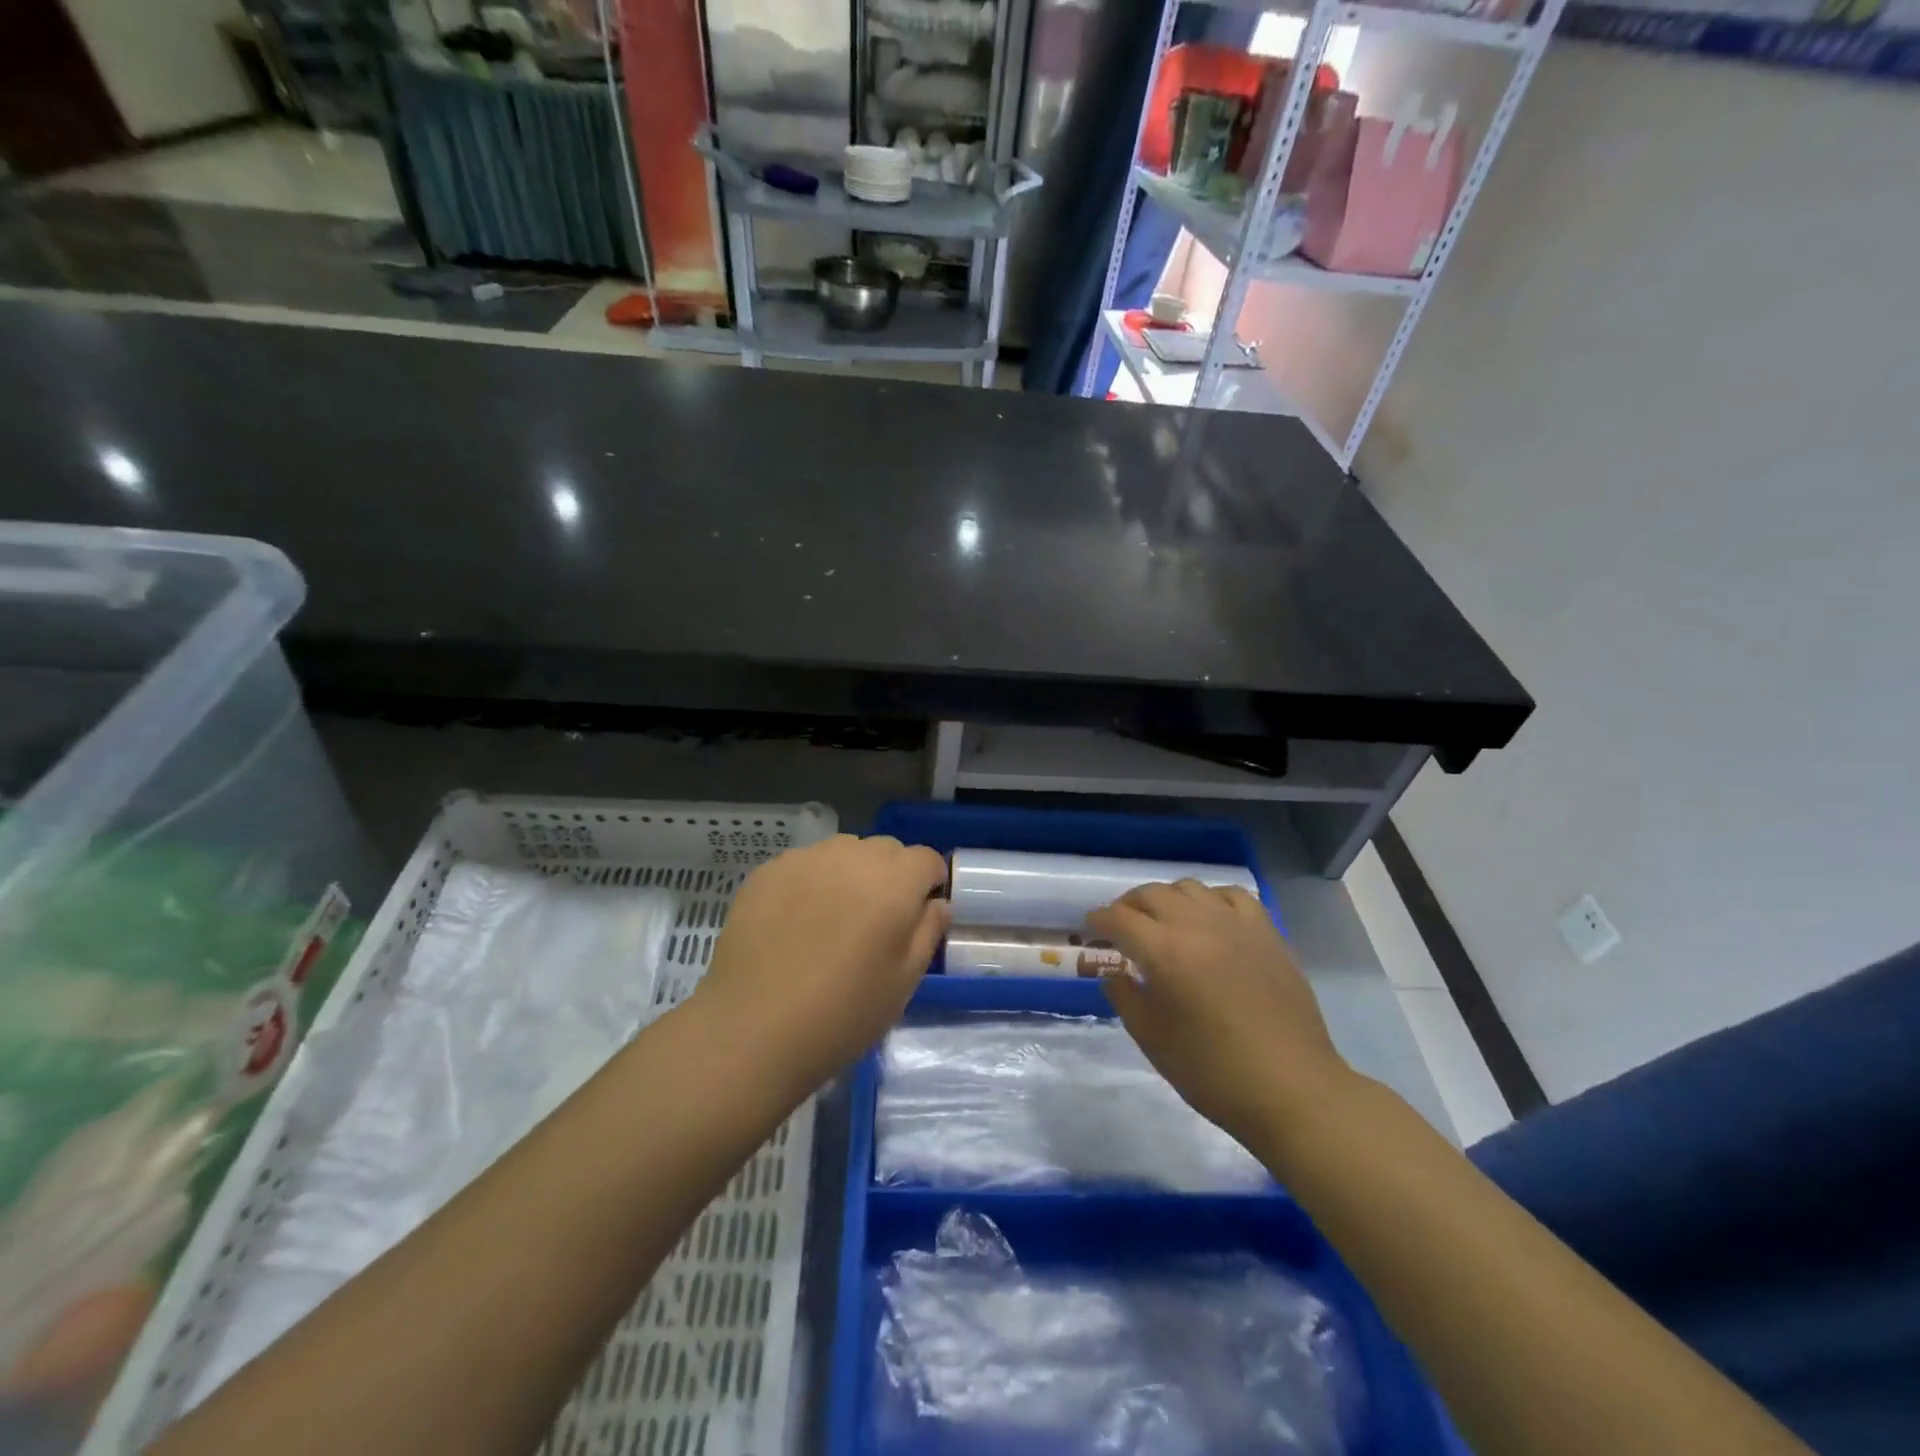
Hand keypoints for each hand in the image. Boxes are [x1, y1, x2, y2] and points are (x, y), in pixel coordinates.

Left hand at [694, 834, 949, 1092]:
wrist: (752, 1029)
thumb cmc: (842, 1013)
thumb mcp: (904, 982)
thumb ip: (928, 932)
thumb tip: (935, 904)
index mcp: (894, 881)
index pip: (926, 859)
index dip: (929, 884)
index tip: (919, 914)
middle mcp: (851, 856)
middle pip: (885, 850)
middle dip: (891, 876)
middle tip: (876, 921)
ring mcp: (805, 859)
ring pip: (843, 851)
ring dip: (850, 873)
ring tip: (834, 918)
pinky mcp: (767, 872)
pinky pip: (804, 865)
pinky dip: (811, 882)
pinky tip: (795, 922)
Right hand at [1089, 880, 1350, 1149]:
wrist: (1291, 1089)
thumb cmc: (1213, 1072)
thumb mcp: (1153, 1040)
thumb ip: (1125, 998)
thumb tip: (1115, 973)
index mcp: (1164, 952)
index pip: (1119, 918)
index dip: (1100, 920)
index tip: (1092, 928)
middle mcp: (1197, 925)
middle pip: (1152, 894)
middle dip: (1129, 905)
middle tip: (1122, 926)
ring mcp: (1236, 924)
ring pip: (1190, 887)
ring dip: (1167, 899)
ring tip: (1164, 921)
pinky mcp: (1267, 932)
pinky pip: (1232, 896)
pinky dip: (1211, 899)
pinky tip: (1210, 919)